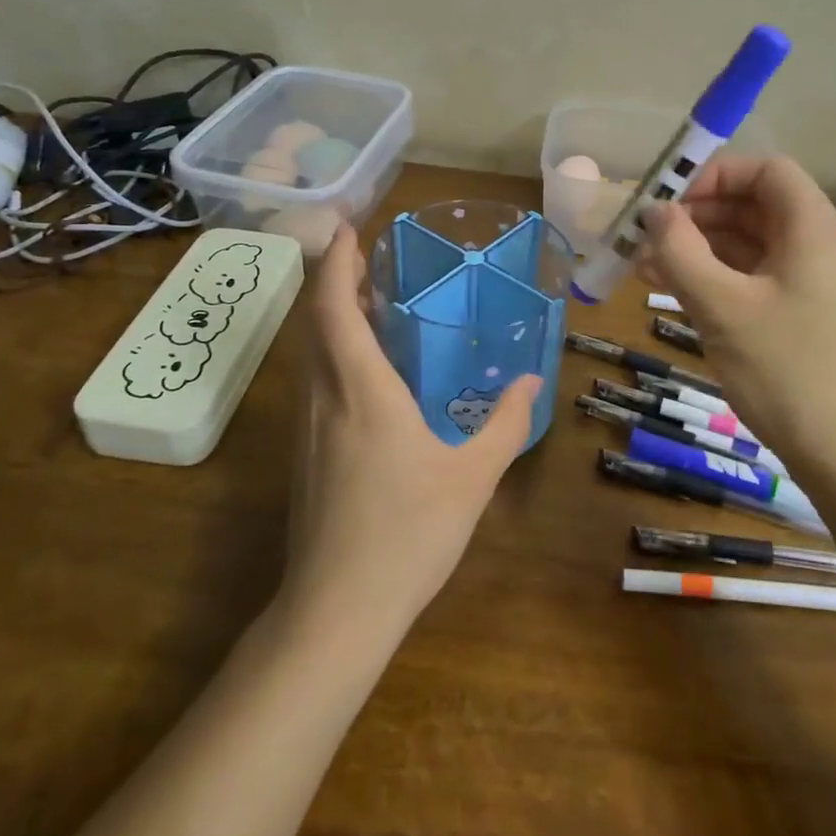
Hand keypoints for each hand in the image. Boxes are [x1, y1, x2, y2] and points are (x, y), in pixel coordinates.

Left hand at [281, 225, 540, 639]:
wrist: (336, 610)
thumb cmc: (407, 535)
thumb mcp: (472, 478)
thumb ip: (505, 424)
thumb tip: (532, 383)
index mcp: (360, 390)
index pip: (335, 306)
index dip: (337, 259)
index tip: (350, 225)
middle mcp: (323, 397)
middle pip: (316, 321)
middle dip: (336, 279)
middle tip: (371, 257)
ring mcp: (306, 426)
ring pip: (311, 352)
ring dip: (333, 316)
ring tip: (373, 302)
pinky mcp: (303, 453)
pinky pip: (315, 380)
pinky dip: (334, 352)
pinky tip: (368, 371)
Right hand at [641, 156, 835, 470]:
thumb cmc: (787, 371)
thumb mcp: (721, 307)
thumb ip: (680, 251)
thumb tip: (655, 212)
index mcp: (812, 228)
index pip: (765, 170)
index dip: (714, 176)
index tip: (670, 206)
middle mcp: (818, 246)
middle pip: (754, 205)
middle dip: (697, 215)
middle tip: (646, 239)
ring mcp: (814, 284)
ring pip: (750, 245)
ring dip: (699, 249)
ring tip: (645, 267)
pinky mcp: (805, 317)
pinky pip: (756, 279)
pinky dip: (717, 279)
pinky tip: (676, 293)